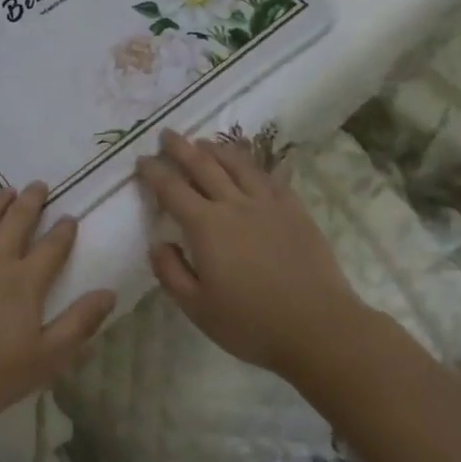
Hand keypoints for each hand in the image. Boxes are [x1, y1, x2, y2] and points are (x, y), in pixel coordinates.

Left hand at [0, 183, 116, 429]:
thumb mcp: (45, 359)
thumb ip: (78, 324)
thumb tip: (109, 292)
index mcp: (24, 281)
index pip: (51, 247)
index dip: (63, 230)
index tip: (69, 216)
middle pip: (16, 221)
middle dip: (31, 201)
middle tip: (38, 185)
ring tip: (5, 191)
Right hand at [137, 130, 366, 373]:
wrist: (318, 327)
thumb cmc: (250, 323)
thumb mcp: (197, 307)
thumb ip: (170, 272)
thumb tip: (158, 243)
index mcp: (206, 226)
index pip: (172, 189)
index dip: (155, 172)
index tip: (142, 160)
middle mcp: (234, 204)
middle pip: (203, 166)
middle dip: (181, 148)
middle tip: (167, 134)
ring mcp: (268, 203)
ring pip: (237, 164)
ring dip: (216, 149)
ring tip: (203, 142)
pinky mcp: (295, 210)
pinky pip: (268, 177)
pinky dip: (251, 164)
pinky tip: (247, 165)